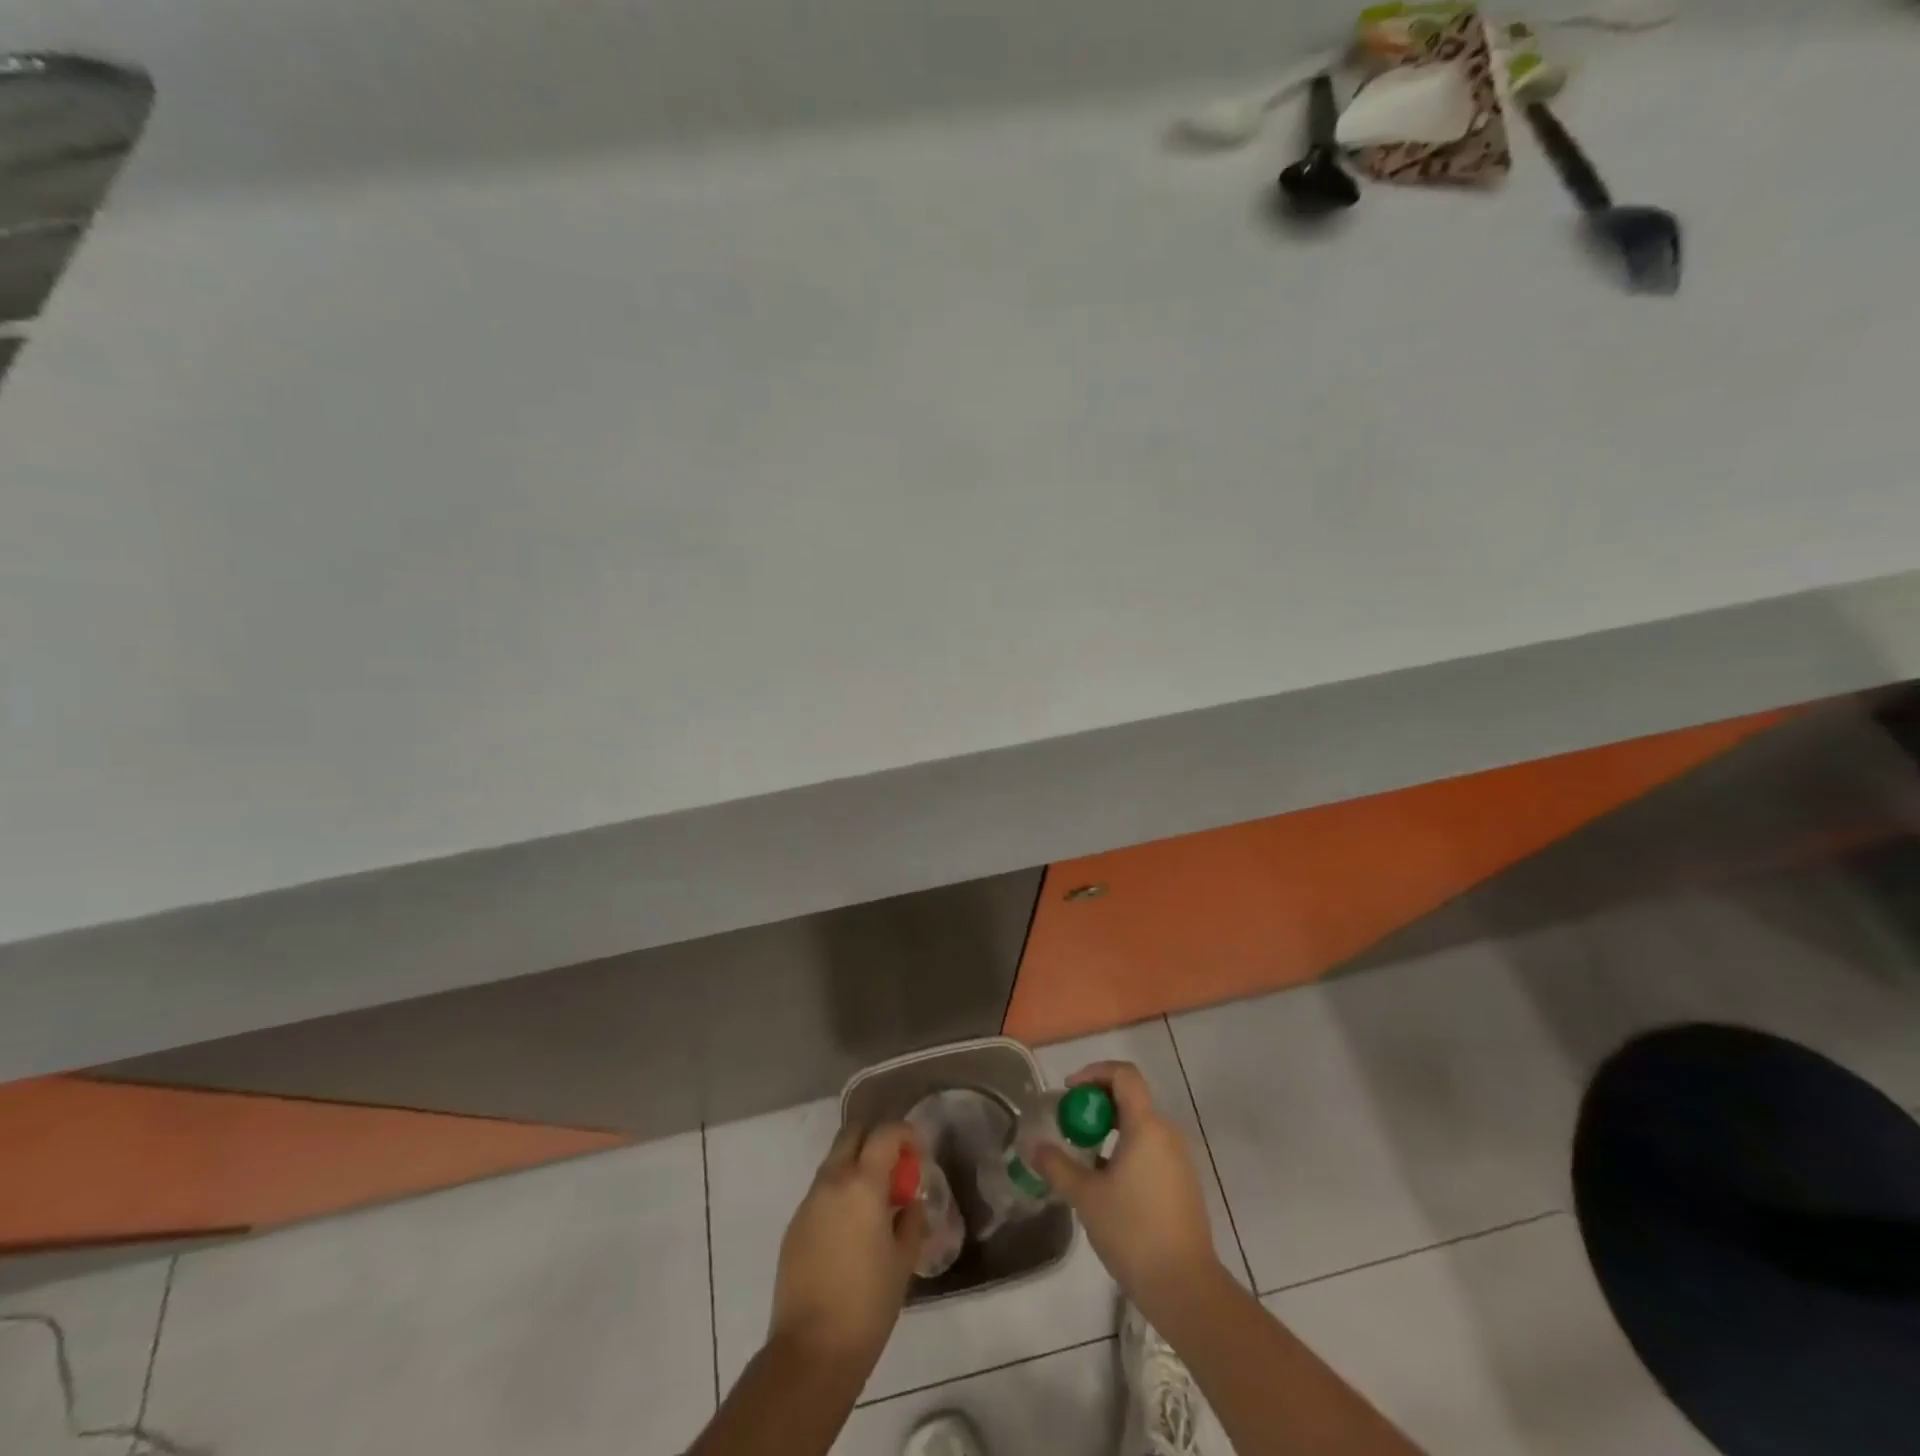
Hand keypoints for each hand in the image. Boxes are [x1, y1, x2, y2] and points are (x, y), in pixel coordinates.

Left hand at [769, 1121, 924, 1368]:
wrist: (812, 1351)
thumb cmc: (868, 1304)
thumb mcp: (903, 1260)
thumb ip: (911, 1220)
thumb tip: (910, 1202)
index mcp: (862, 1184)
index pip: (884, 1134)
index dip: (904, 1133)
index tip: (918, 1148)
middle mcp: (832, 1182)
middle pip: (852, 1135)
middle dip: (875, 1139)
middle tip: (894, 1166)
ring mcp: (808, 1202)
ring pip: (834, 1162)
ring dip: (855, 1166)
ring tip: (874, 1201)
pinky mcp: (794, 1226)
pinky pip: (821, 1193)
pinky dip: (839, 1193)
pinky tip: (850, 1229)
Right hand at [1032, 1061, 1224, 1317]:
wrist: (1185, 1289)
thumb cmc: (1133, 1233)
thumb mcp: (1086, 1197)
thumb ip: (1057, 1166)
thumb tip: (1032, 1146)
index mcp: (1146, 1126)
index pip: (1124, 1075)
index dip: (1094, 1072)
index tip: (1070, 1092)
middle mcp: (1167, 1134)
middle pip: (1131, 1098)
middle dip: (1097, 1104)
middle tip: (1070, 1125)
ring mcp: (1179, 1159)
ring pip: (1141, 1126)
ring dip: (1111, 1130)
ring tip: (1084, 1156)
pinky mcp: (1184, 1184)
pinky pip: (1151, 1150)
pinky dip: (1127, 1150)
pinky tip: (1108, 1184)